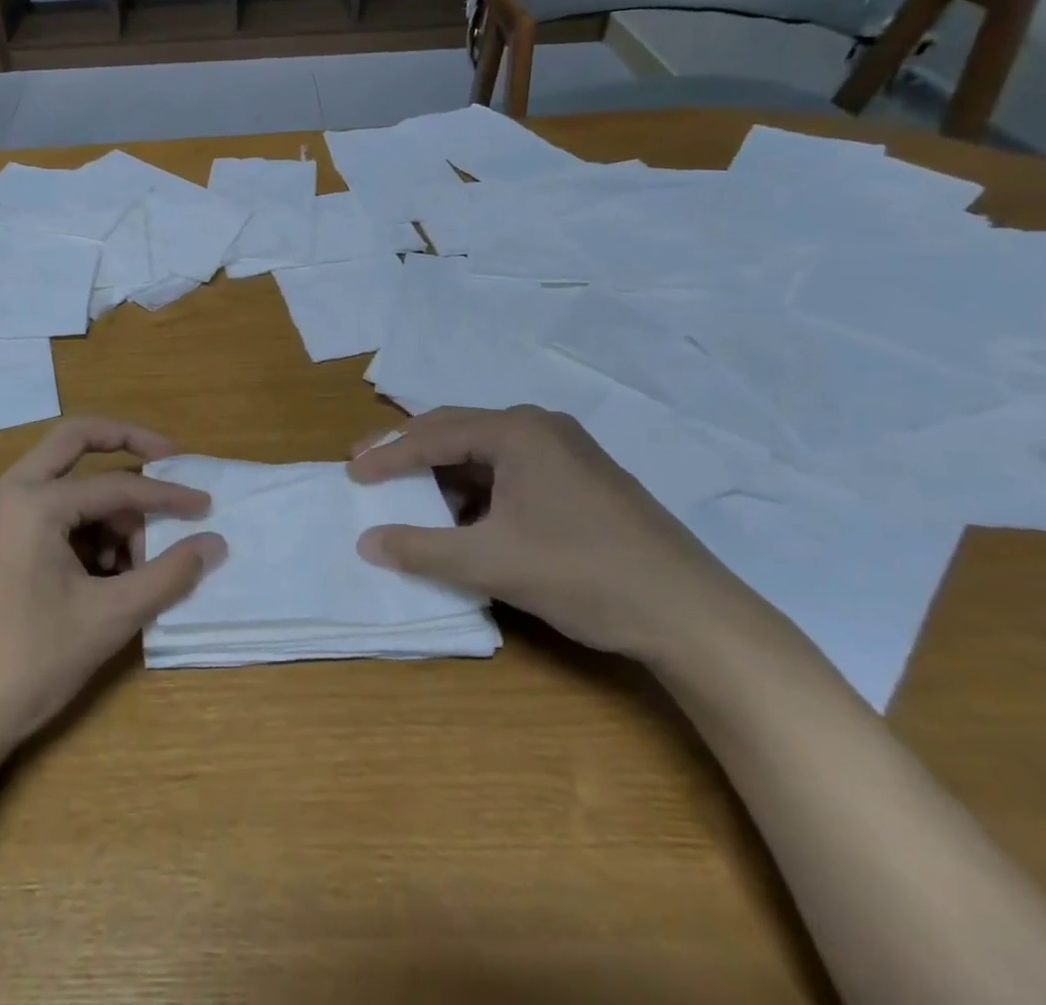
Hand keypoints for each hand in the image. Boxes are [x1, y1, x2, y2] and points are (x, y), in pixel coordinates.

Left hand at [0, 418, 225, 762]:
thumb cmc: (28, 663)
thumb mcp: (109, 617)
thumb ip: (168, 574)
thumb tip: (214, 542)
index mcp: (33, 501)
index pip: (116, 485)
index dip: (166, 495)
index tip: (205, 505)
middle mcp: (7, 492)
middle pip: (74, 440)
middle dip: (125, 444)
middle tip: (168, 459)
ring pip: (61, 482)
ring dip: (102, 505)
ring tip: (131, 563)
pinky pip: (43, 511)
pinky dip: (78, 527)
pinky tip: (100, 576)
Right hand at [347, 405, 744, 661]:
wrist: (694, 616)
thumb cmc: (583, 574)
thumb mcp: (491, 562)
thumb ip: (421, 548)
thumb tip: (365, 542)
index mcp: (517, 431)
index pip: (434, 435)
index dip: (387, 456)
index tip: (351, 473)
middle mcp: (541, 428)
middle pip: (457, 432)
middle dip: (409, 452)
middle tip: (368, 468)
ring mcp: (567, 452)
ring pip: (485, 454)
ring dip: (444, 474)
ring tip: (410, 496)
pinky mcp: (582, 480)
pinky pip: (512, 472)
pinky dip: (478, 491)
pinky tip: (465, 518)